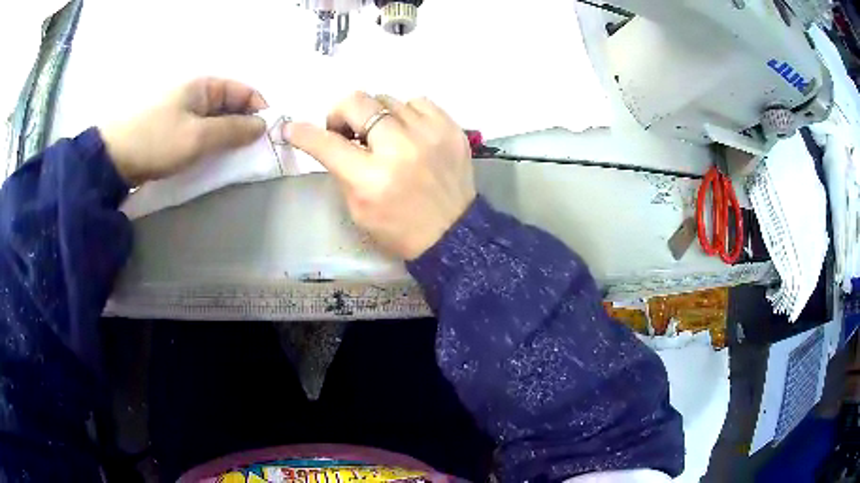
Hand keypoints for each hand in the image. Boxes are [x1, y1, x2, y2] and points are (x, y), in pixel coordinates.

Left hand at [100, 78, 267, 185]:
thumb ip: (233, 130)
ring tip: (232, 158)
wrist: (113, 157)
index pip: (244, 91)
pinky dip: (209, 143)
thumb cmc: (157, 141)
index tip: (268, 136)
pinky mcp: (171, 128)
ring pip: (215, 120)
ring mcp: (182, 111)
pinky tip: (210, 158)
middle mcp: (195, 93)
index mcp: (204, 85)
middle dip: (244, 126)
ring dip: (226, 137)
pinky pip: (199, 131)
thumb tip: (262, 126)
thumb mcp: (198, 137)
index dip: (259, 110)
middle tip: (251, 153)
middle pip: (230, 105)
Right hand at [287, 92, 476, 259]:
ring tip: (382, 134)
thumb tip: (331, 138)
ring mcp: (429, 134)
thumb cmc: (398, 228)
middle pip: (357, 102)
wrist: (452, 233)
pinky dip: (406, 113)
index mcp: (371, 178)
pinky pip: (417, 102)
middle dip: (341, 113)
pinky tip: (407, 131)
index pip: (327, 143)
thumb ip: (342, 170)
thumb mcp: (358, 208)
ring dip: (376, 115)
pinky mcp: (450, 128)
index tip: (292, 128)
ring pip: (387, 99)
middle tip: (345, 130)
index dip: (304, 133)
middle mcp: (400, 148)